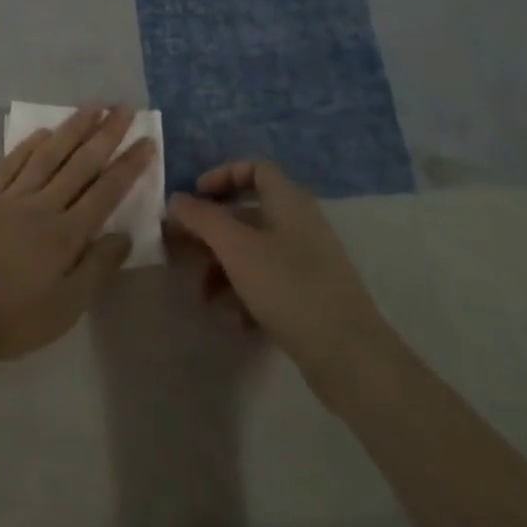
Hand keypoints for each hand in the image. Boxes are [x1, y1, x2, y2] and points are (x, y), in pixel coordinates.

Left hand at [0, 105, 153, 360]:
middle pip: (80, 164)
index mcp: (66, 234)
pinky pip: (11, 162)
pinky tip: (41, 133)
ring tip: (92, 107)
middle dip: (106, 135)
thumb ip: (95, 269)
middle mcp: (42, 205)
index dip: (128, 166)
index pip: (105, 192)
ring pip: (48, 154)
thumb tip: (125, 235)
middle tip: (124, 108)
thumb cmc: (9, 317)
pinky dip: (28, 145)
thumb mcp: (64, 308)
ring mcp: (10, 195)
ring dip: (72, 129)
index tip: (146, 140)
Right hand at [166, 160, 389, 386]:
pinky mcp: (312, 297)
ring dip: (223, 267)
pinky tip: (236, 320)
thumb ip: (201, 218)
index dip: (222, 176)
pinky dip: (247, 293)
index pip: (255, 168)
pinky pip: (269, 281)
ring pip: (254, 250)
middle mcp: (300, 224)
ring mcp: (309, 262)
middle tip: (182, 249)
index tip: (195, 198)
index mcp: (288, 201)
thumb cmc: (289, 287)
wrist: (351, 358)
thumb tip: (175, 199)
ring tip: (204, 296)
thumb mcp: (235, 247)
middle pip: (247, 213)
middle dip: (212, 231)